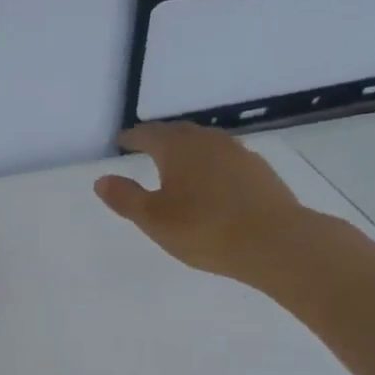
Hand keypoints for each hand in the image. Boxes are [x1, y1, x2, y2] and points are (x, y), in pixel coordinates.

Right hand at [94, 123, 325, 286]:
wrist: (273, 241)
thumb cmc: (203, 229)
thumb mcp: (153, 219)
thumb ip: (125, 197)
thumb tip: (102, 179)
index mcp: (178, 149)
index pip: (150, 134)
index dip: (133, 137)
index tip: (122, 141)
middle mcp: (208, 142)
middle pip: (180, 132)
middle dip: (161, 137)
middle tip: (148, 146)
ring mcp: (238, 154)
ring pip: (206, 143)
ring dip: (189, 149)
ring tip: (180, 163)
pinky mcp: (260, 171)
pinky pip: (226, 159)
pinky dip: (212, 164)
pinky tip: (213, 182)